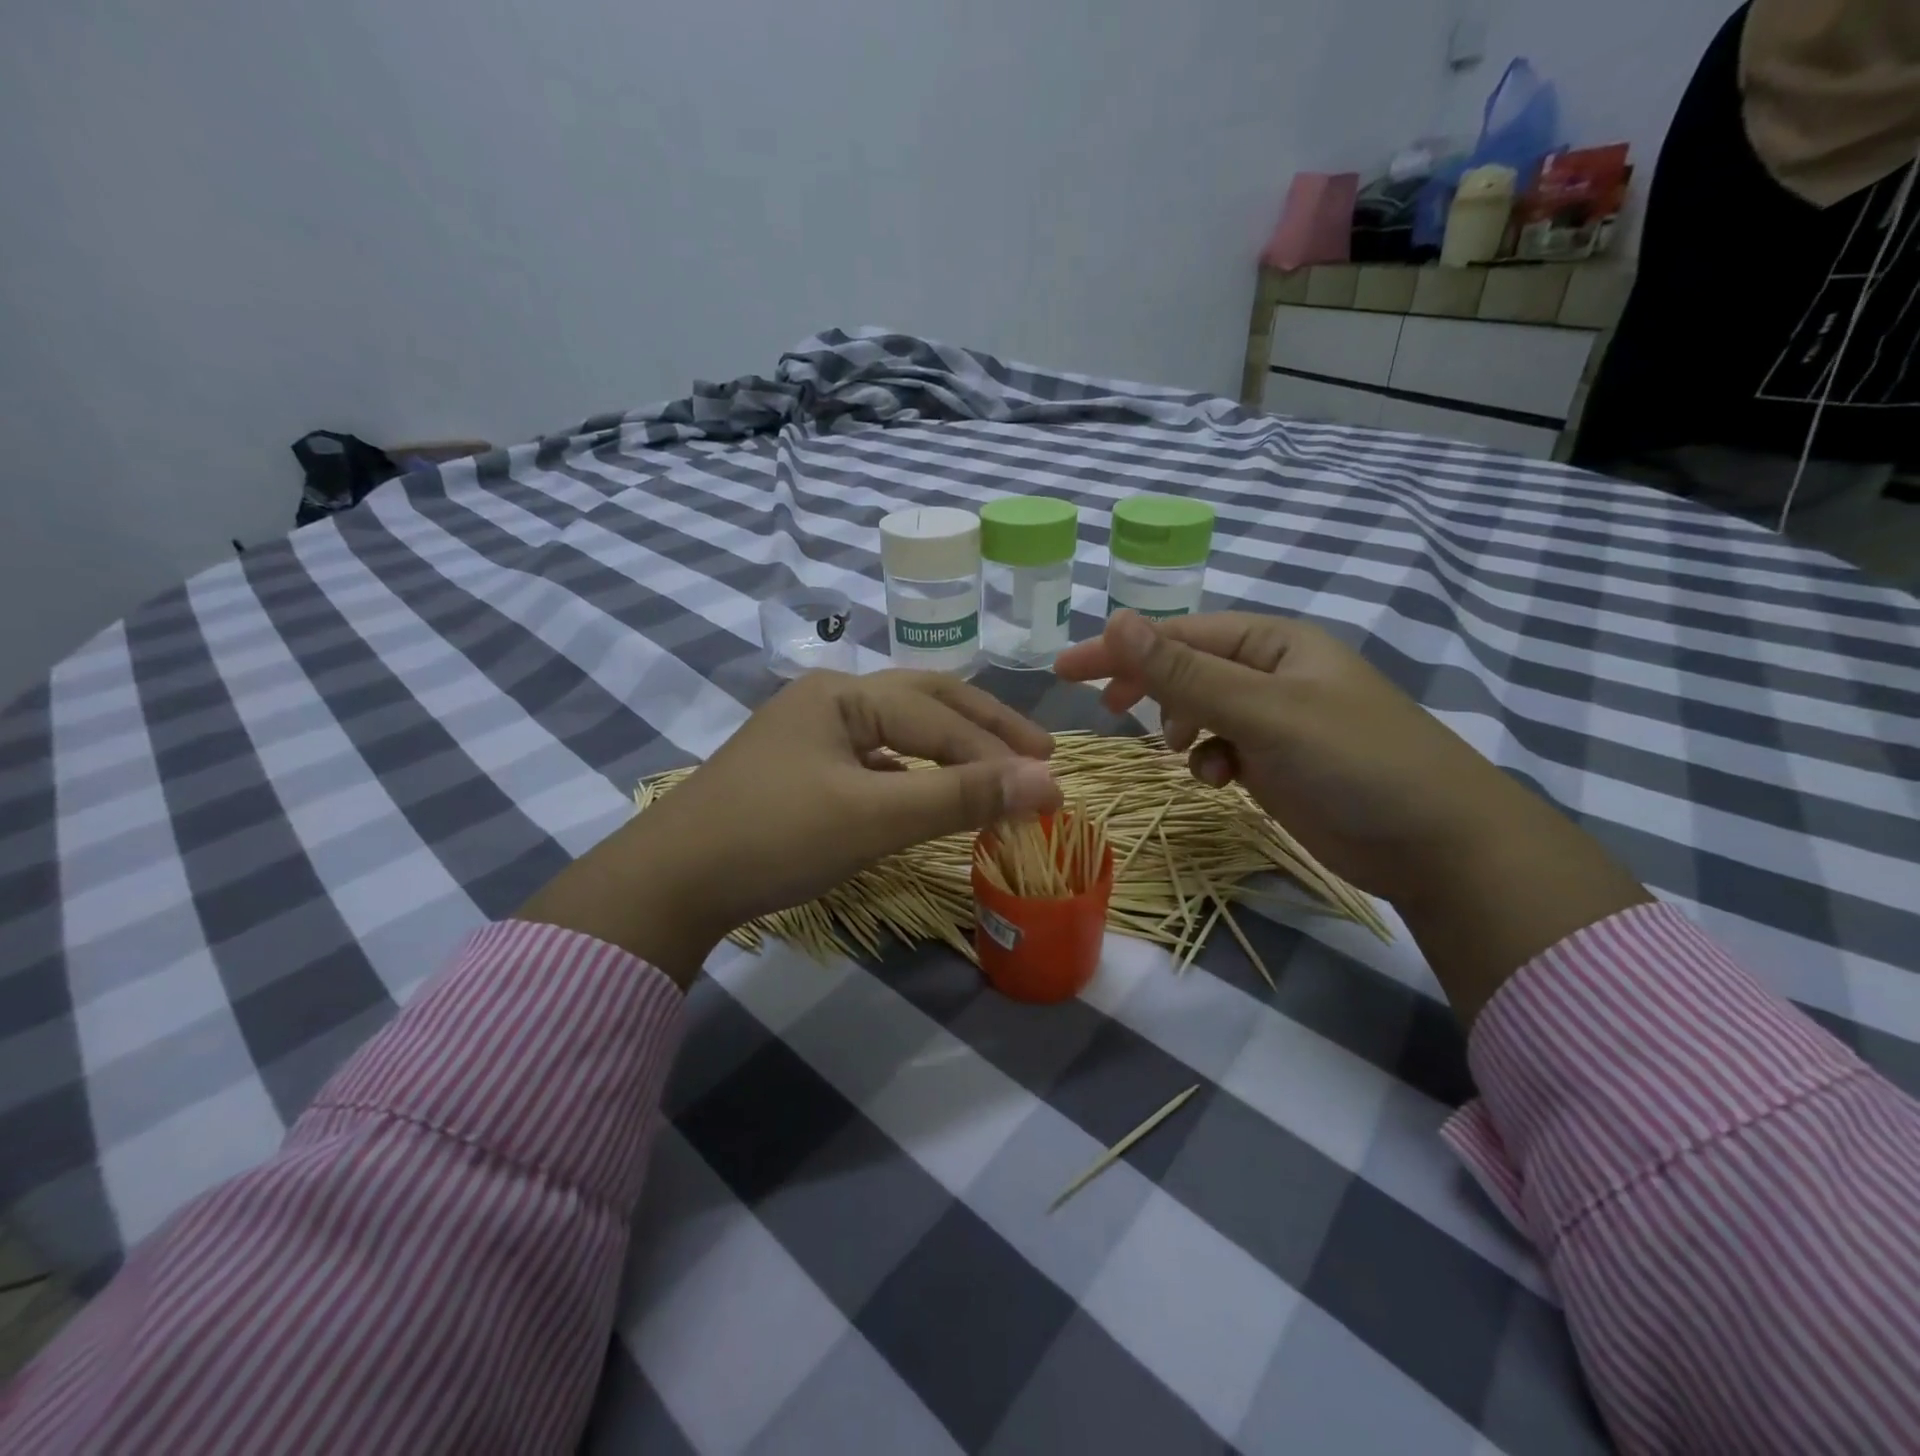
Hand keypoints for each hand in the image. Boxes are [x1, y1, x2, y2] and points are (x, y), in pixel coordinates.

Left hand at [518, 670, 1060, 984]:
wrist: (671, 881)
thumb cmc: (774, 837)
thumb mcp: (874, 816)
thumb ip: (960, 796)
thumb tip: (1047, 782)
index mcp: (844, 693)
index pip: (941, 717)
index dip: (1000, 753)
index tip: (1054, 786)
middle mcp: (829, 698)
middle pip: (925, 702)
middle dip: (985, 728)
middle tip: (1040, 753)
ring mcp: (812, 733)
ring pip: (900, 730)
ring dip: (951, 749)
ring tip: (997, 770)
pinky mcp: (802, 769)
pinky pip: (876, 758)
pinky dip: (915, 771)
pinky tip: (929, 791)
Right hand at [1056, 611, 1647, 1021]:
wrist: (1437, 844)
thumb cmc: (1353, 760)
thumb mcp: (1262, 711)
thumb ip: (1185, 672)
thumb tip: (1115, 621)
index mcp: (1272, 643)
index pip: (1179, 635)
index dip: (1121, 649)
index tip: (1065, 670)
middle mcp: (1271, 674)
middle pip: (1187, 669)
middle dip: (1147, 687)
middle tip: (1104, 710)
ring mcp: (1275, 720)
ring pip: (1200, 712)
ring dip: (1181, 729)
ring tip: (1183, 751)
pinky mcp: (1277, 763)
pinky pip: (1222, 749)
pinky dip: (1210, 762)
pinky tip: (1220, 782)